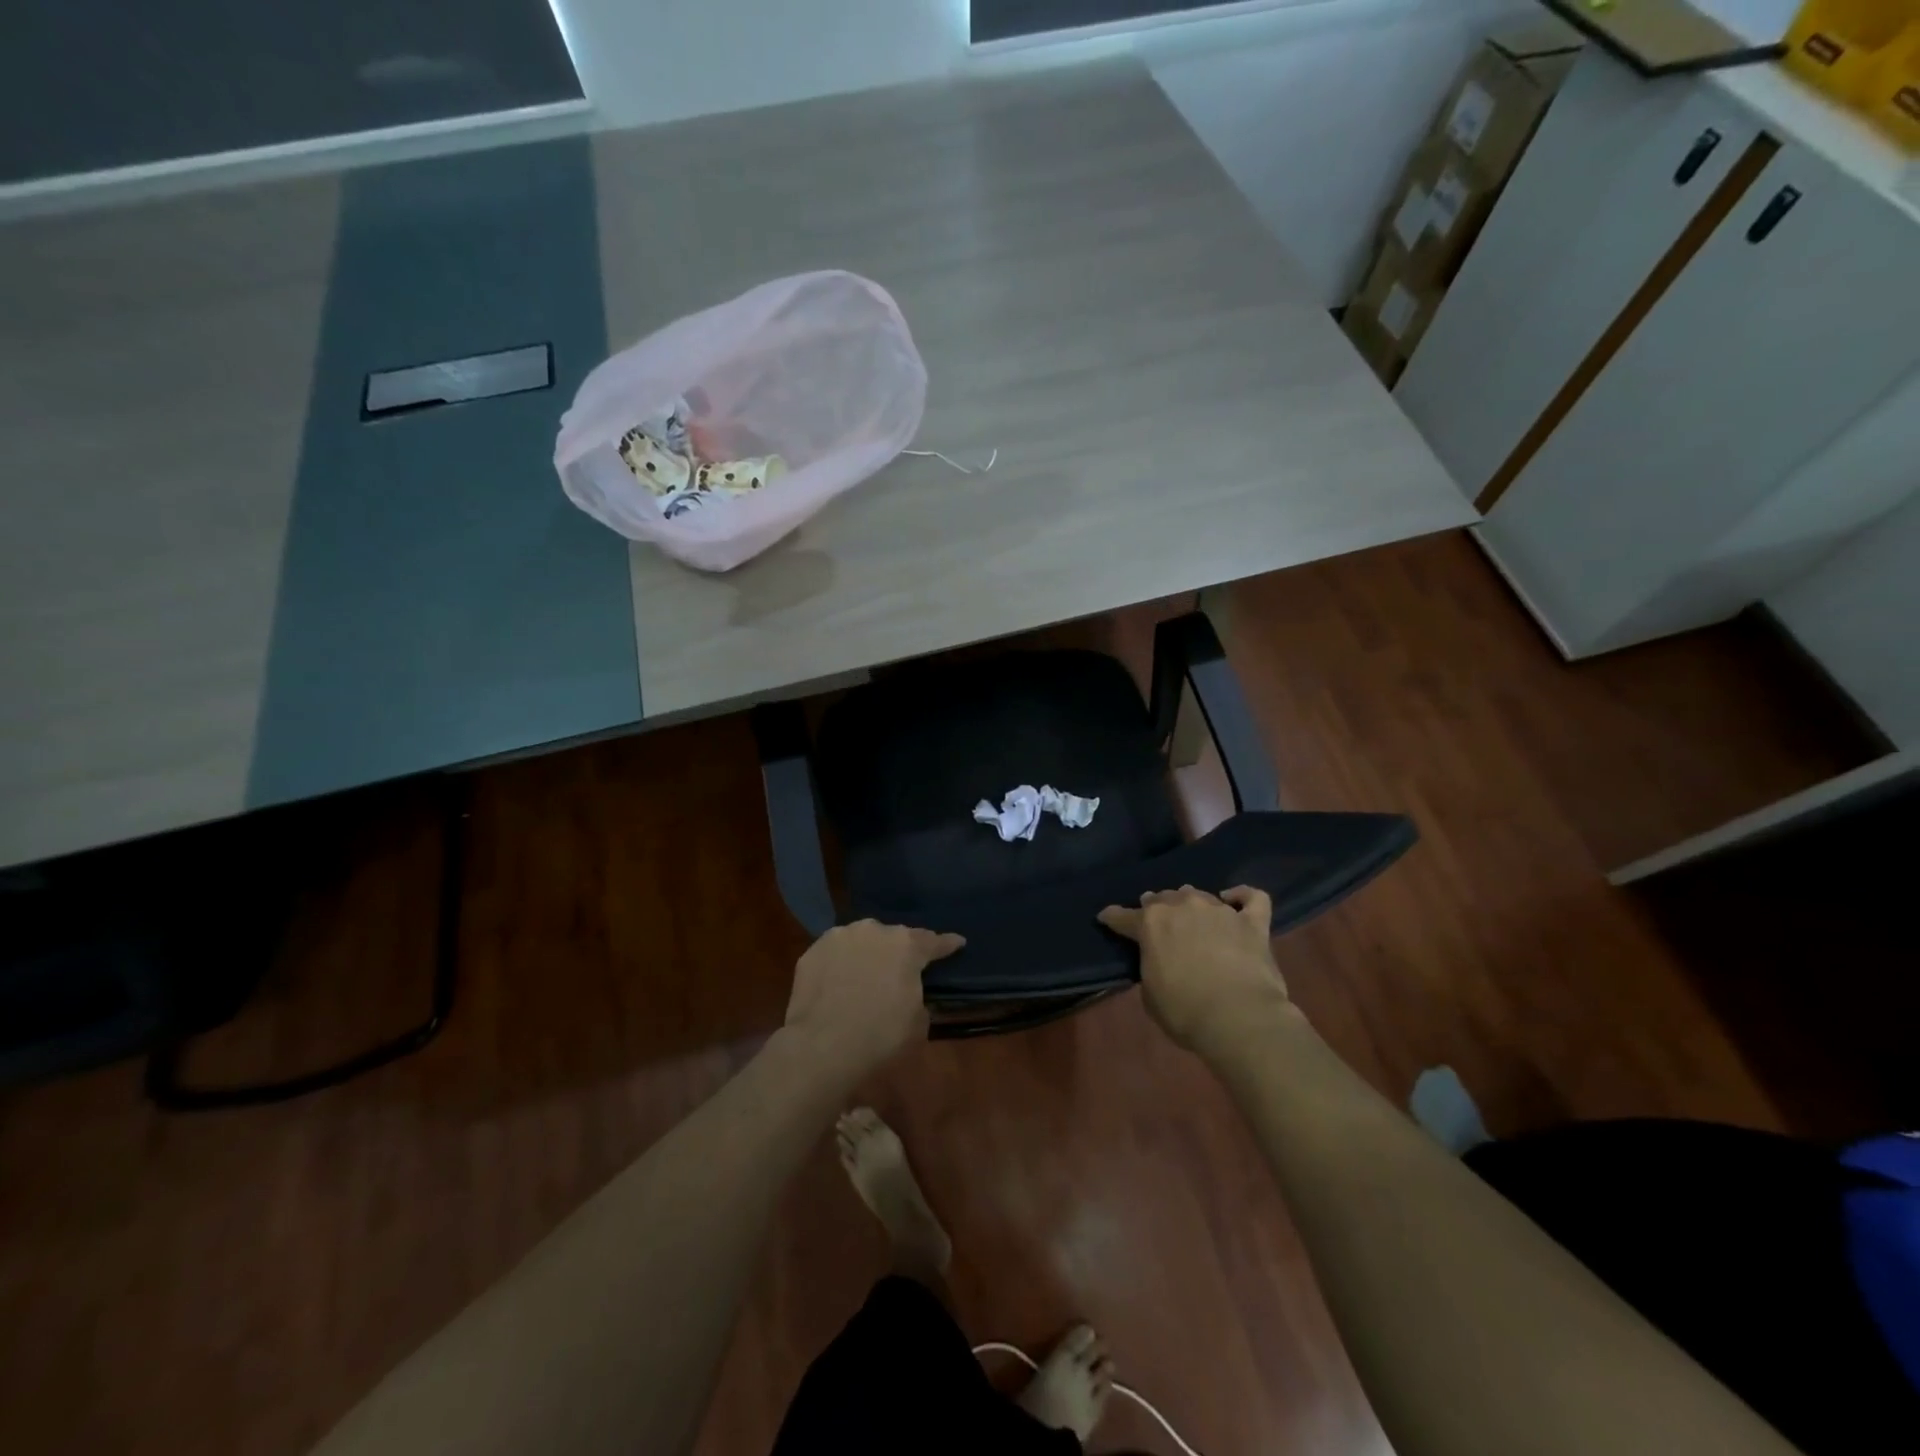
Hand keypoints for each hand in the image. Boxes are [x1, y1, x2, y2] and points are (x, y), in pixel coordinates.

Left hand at [783, 920, 964, 1078]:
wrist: (822, 1046)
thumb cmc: (880, 1036)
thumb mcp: (918, 1023)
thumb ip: (919, 998)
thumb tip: (909, 994)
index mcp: (907, 946)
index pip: (934, 941)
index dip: (947, 944)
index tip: (958, 942)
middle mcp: (874, 931)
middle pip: (894, 937)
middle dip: (900, 951)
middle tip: (900, 970)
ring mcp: (840, 937)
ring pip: (861, 941)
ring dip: (868, 953)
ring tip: (865, 975)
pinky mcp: (813, 951)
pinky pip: (835, 954)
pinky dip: (840, 964)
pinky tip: (838, 982)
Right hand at [1098, 886, 1289, 1052]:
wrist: (1239, 1018)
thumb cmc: (1185, 1012)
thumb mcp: (1150, 994)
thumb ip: (1151, 967)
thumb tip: (1160, 961)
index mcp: (1150, 923)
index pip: (1122, 916)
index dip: (1112, 917)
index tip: (1106, 918)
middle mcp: (1181, 906)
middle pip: (1162, 898)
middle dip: (1156, 907)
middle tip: (1159, 923)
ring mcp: (1219, 910)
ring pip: (1199, 894)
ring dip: (1191, 903)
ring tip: (1193, 915)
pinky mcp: (1251, 922)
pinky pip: (1252, 897)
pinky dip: (1242, 896)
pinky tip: (1234, 900)